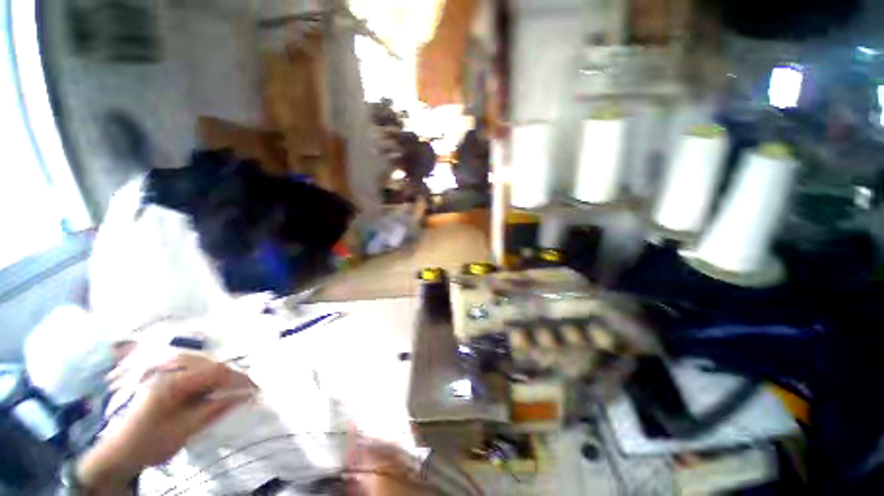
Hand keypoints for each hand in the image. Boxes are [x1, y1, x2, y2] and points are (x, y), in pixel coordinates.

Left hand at [78, 355, 253, 494]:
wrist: (117, 452)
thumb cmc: (149, 443)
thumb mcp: (185, 430)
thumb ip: (215, 409)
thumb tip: (246, 395)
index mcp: (171, 381)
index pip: (215, 371)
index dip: (239, 379)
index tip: (256, 390)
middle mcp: (167, 368)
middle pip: (210, 364)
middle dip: (231, 377)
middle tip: (246, 392)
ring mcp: (162, 369)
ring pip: (202, 363)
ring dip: (219, 376)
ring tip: (230, 390)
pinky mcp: (160, 375)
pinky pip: (191, 368)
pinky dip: (206, 376)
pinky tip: (211, 388)